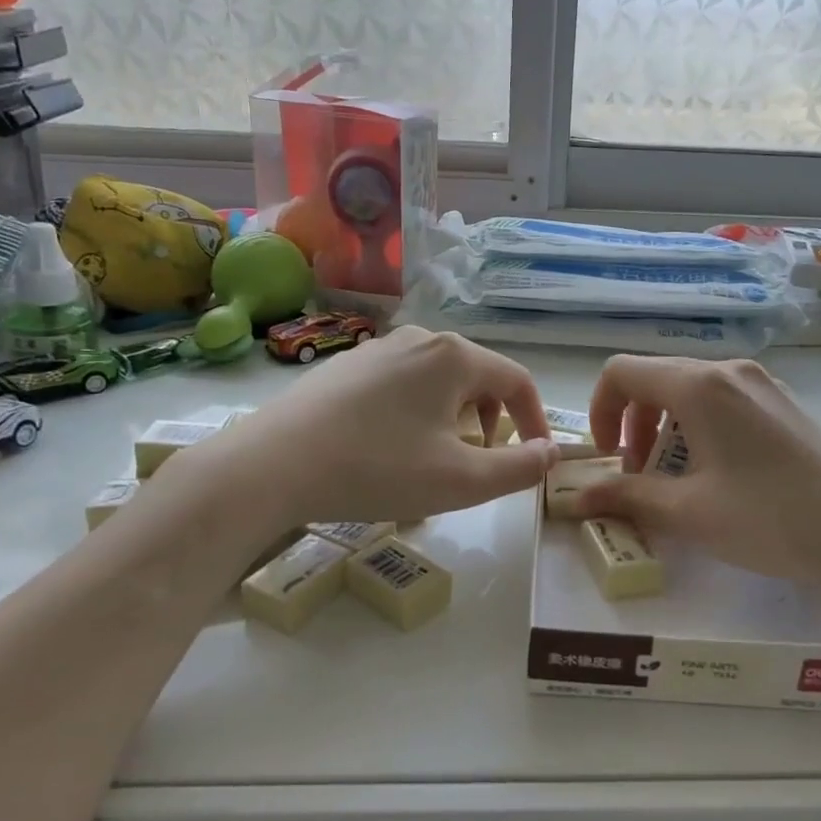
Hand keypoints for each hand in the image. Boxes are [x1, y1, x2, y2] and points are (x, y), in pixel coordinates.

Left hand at [171, 327, 560, 531]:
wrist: (270, 465)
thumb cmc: (377, 469)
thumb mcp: (461, 481)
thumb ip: (518, 468)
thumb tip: (550, 453)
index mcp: (454, 356)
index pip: (518, 380)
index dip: (536, 420)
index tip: (537, 457)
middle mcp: (421, 338)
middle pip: (478, 376)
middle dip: (492, 420)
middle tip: (481, 461)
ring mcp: (379, 348)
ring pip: (439, 380)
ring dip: (454, 417)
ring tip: (435, 458)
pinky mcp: (347, 365)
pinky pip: (403, 384)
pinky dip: (417, 412)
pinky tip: (390, 447)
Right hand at [575, 356, 820, 615]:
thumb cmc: (772, 520)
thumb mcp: (689, 513)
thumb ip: (626, 496)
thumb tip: (576, 497)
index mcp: (699, 385)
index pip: (622, 371)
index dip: (599, 410)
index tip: (608, 458)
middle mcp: (729, 370)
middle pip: (656, 379)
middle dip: (633, 424)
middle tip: (639, 476)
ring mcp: (762, 384)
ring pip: (690, 391)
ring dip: (666, 429)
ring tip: (676, 481)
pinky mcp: (784, 404)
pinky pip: (723, 402)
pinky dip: (699, 430)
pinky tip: (718, 476)